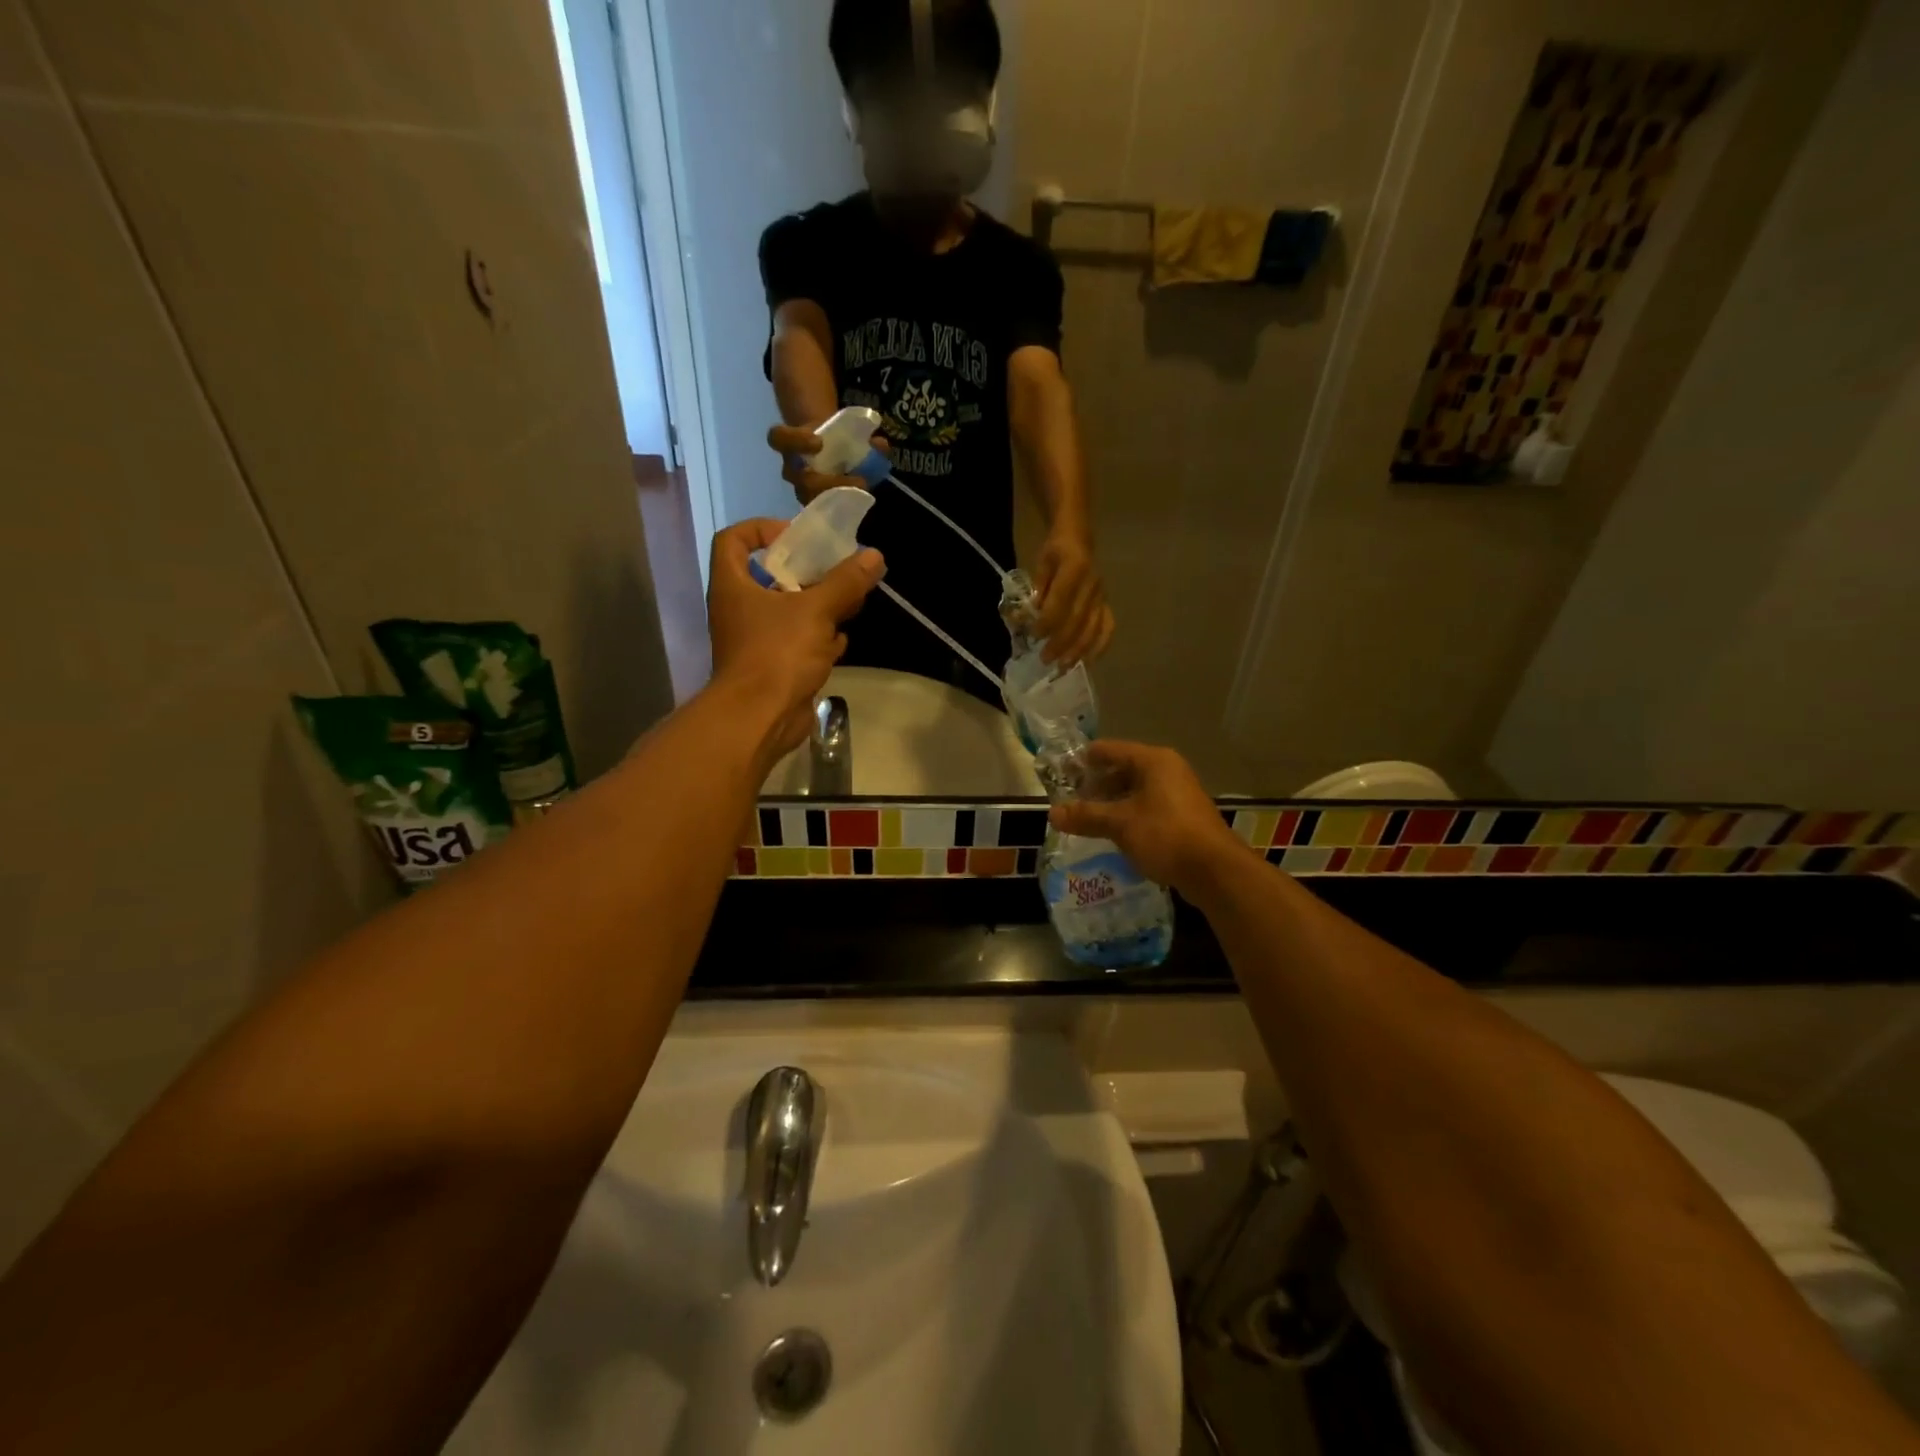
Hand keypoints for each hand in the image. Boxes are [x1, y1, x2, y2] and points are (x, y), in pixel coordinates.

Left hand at [706, 518, 884, 761]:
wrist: (760, 718)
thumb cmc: (778, 653)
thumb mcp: (816, 610)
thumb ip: (845, 582)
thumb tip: (874, 555)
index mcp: (734, 585)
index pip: (733, 540)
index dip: (761, 529)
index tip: (796, 536)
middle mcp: (739, 609)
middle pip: (770, 576)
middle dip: (806, 572)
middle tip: (837, 569)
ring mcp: (754, 640)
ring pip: (788, 611)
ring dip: (818, 606)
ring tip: (849, 602)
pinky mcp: (772, 667)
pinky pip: (796, 642)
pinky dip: (818, 639)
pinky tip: (841, 641)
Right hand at [767, 422, 891, 504]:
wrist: (826, 450)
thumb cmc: (832, 438)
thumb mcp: (845, 430)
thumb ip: (863, 436)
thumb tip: (880, 445)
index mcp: (791, 445)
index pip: (779, 438)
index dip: (796, 441)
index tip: (819, 442)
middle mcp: (792, 470)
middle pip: (799, 479)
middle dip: (827, 482)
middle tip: (858, 480)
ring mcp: (802, 490)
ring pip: (810, 499)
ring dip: (838, 498)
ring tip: (862, 493)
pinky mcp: (814, 505)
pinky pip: (823, 512)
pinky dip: (843, 508)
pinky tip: (860, 503)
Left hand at [1034, 528, 1114, 665]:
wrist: (1079, 538)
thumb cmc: (1055, 551)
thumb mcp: (1041, 563)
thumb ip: (1037, 588)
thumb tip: (1028, 616)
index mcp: (1075, 568)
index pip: (1061, 600)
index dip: (1048, 621)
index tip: (1034, 636)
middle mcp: (1092, 584)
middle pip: (1077, 620)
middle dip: (1061, 643)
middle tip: (1045, 659)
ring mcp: (1102, 596)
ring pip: (1093, 629)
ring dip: (1078, 651)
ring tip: (1062, 667)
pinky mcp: (1106, 604)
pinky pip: (1107, 628)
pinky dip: (1099, 647)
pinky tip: (1088, 662)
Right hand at [1048, 740, 1243, 896]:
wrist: (1215, 871)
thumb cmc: (1165, 835)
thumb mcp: (1120, 824)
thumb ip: (1085, 816)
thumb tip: (1052, 813)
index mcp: (1153, 761)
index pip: (1109, 750)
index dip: (1083, 760)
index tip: (1060, 773)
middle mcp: (1167, 770)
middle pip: (1122, 769)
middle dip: (1095, 785)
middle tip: (1069, 801)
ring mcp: (1178, 794)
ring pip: (1135, 791)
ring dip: (1111, 803)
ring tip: (1085, 819)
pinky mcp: (1183, 817)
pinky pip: (1147, 808)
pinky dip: (1128, 816)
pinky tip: (1112, 833)